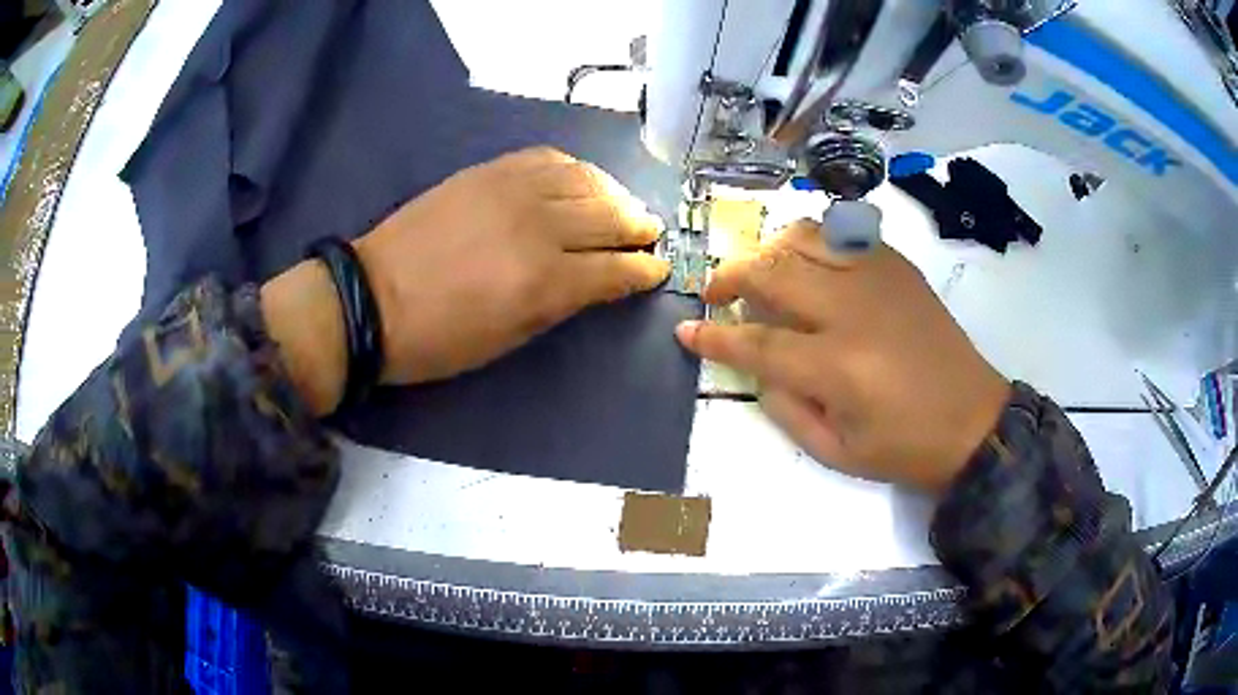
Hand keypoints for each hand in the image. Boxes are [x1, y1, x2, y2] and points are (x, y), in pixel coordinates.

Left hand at [357, 147, 668, 384]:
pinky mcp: (488, 171)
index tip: (659, 269)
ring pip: (585, 180)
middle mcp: (539, 227)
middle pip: (609, 217)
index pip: (615, 269)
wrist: (371, 298)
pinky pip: (547, 159)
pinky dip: (574, 169)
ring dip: (615, 193)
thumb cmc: (438, 339)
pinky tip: (581, 179)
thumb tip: (597, 281)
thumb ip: (560, 304)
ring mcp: (512, 190)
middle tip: (650, 232)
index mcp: (545, 282)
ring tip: (623, 204)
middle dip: (639, 226)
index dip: (644, 270)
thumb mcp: (507, 340)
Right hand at [675, 220, 1010, 493]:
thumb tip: (756, 368)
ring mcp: (878, 279)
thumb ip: (785, 408)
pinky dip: (814, 242)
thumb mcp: (836, 451)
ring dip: (770, 250)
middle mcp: (853, 309)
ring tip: (761, 272)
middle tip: (715, 293)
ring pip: (805, 237)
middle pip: (773, 271)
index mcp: (837, 366)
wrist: (974, 421)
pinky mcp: (898, 267)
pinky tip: (810, 264)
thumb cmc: (904, 448)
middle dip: (730, 277)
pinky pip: (843, 235)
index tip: (685, 331)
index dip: (714, 338)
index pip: (757, 343)